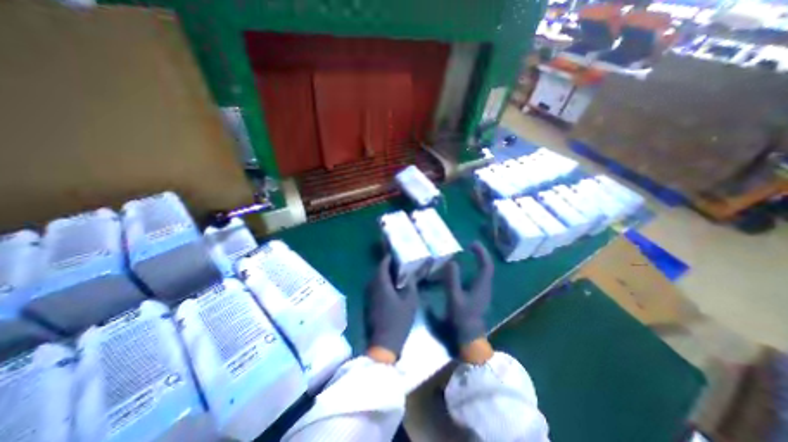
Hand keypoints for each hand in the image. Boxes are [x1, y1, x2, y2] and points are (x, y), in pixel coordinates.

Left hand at [366, 256, 421, 362]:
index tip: (396, 255)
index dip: (389, 258)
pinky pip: (374, 289)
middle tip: (399, 265)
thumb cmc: (398, 321)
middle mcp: (371, 287)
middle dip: (387, 267)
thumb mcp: (410, 302)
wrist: (382, 344)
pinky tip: (390, 289)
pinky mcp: (367, 304)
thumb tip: (411, 275)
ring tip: (396, 275)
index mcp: (380, 283)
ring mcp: (367, 296)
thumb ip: (410, 285)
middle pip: (378, 271)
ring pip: (375, 280)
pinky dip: (381, 285)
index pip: (383, 264)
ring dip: (384, 276)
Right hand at [443, 242, 491, 350]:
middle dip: (480, 255)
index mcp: (481, 286)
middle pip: (487, 267)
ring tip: (468, 255)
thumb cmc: (461, 319)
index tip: (472, 244)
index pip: (486, 265)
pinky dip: (473, 270)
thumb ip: (452, 280)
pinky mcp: (477, 297)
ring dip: (478, 262)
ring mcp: (482, 293)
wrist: (468, 339)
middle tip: (470, 246)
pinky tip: (463, 272)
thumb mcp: (454, 298)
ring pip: (483, 273)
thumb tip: (452, 262)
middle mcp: (485, 288)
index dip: (481, 253)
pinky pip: (478, 278)